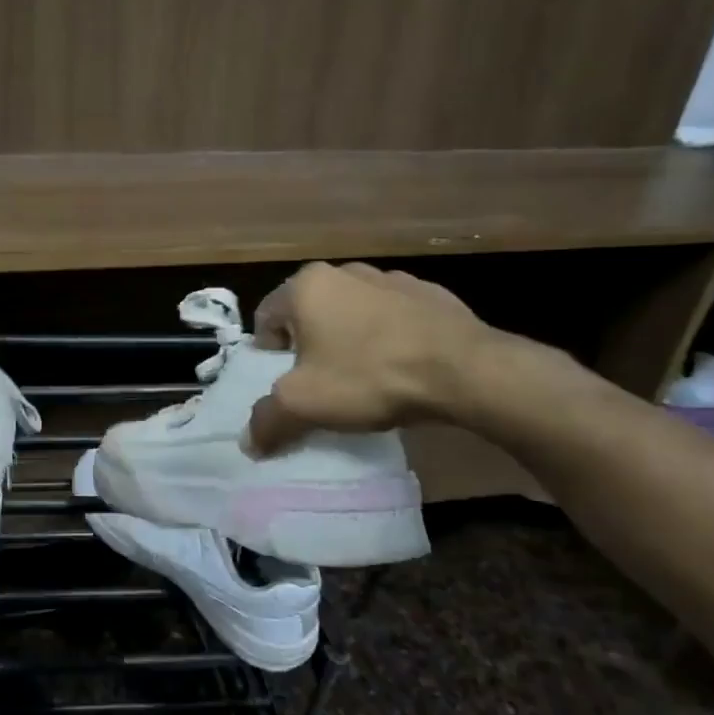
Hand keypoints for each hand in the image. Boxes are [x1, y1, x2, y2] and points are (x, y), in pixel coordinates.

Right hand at [247, 262, 498, 453]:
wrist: (464, 370)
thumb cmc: (369, 376)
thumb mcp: (305, 405)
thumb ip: (268, 420)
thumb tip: (249, 443)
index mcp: (306, 286)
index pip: (266, 318)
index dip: (269, 355)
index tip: (288, 382)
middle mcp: (345, 271)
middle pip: (310, 313)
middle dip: (310, 346)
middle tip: (322, 382)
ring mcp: (391, 278)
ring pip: (352, 313)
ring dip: (350, 339)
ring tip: (364, 377)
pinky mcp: (430, 294)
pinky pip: (393, 317)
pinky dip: (388, 337)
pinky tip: (401, 367)